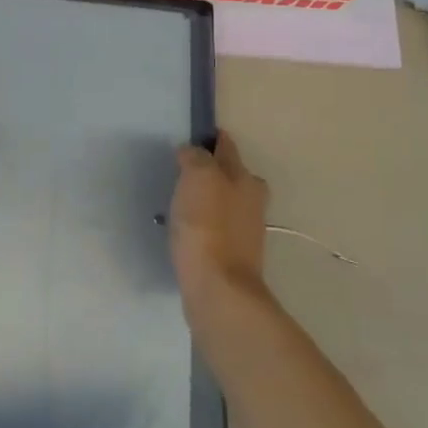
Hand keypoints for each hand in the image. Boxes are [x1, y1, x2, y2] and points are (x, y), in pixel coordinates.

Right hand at [169, 130, 269, 297]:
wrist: (219, 290)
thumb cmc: (207, 226)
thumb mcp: (198, 177)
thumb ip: (195, 157)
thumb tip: (191, 152)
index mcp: (245, 178)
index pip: (226, 146)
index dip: (209, 138)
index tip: (189, 137)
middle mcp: (251, 201)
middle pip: (229, 175)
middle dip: (209, 169)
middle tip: (180, 171)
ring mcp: (243, 231)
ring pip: (221, 202)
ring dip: (204, 199)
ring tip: (176, 201)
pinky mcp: (231, 256)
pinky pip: (213, 228)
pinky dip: (201, 225)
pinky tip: (183, 230)